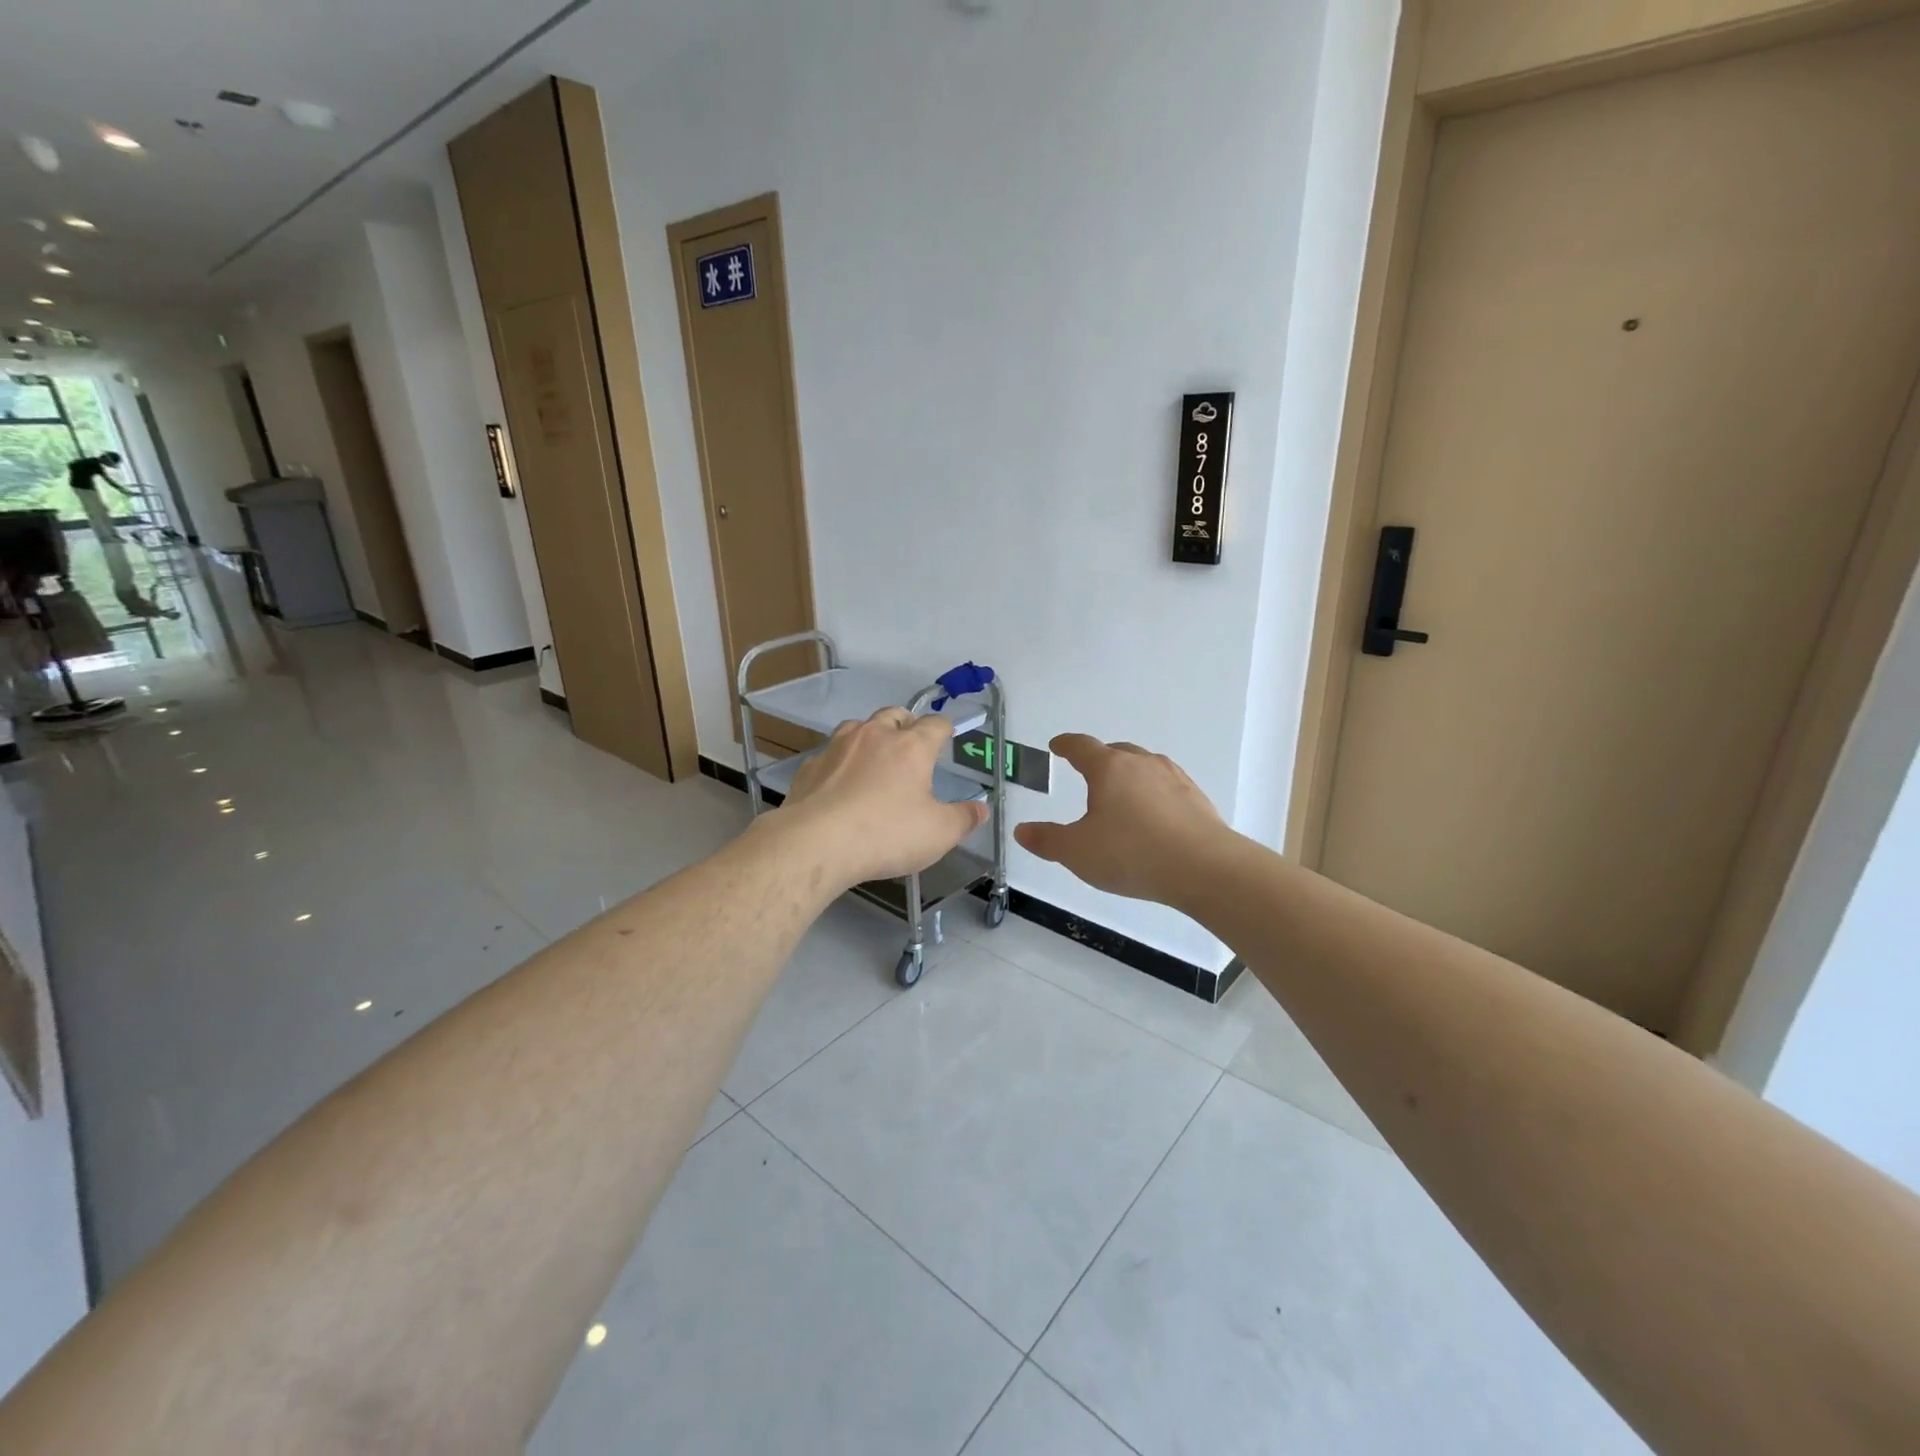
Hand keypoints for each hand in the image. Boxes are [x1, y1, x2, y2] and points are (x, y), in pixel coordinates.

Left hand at [781, 708, 988, 886]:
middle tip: (910, 744)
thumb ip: (963, 818)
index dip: (944, 729)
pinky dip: (840, 764)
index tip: (947, 737)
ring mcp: (838, 748)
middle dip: (905, 724)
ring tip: (874, 760)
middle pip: (894, 714)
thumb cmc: (887, 834)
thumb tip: (981, 809)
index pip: (935, 724)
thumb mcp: (938, 834)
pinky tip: (840, 786)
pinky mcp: (811, 767)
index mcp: (911, 747)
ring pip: (858, 727)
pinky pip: (830, 755)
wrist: (817, 843)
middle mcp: (874, 736)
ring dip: (869, 737)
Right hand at [1014, 735, 1229, 905]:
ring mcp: (1174, 778)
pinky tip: (1153, 816)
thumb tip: (1022, 831)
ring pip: (1144, 767)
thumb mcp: (1077, 852)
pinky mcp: (1196, 799)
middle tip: (1088, 771)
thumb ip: (1047, 840)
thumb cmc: (1131, 853)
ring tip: (1121, 795)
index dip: (1066, 745)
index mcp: (1109, 769)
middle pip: (1116, 751)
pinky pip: (1167, 786)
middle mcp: (1142, 764)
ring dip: (1129, 775)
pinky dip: (1153, 794)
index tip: (1057, 745)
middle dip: (1099, 758)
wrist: (1204, 867)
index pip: (1082, 747)